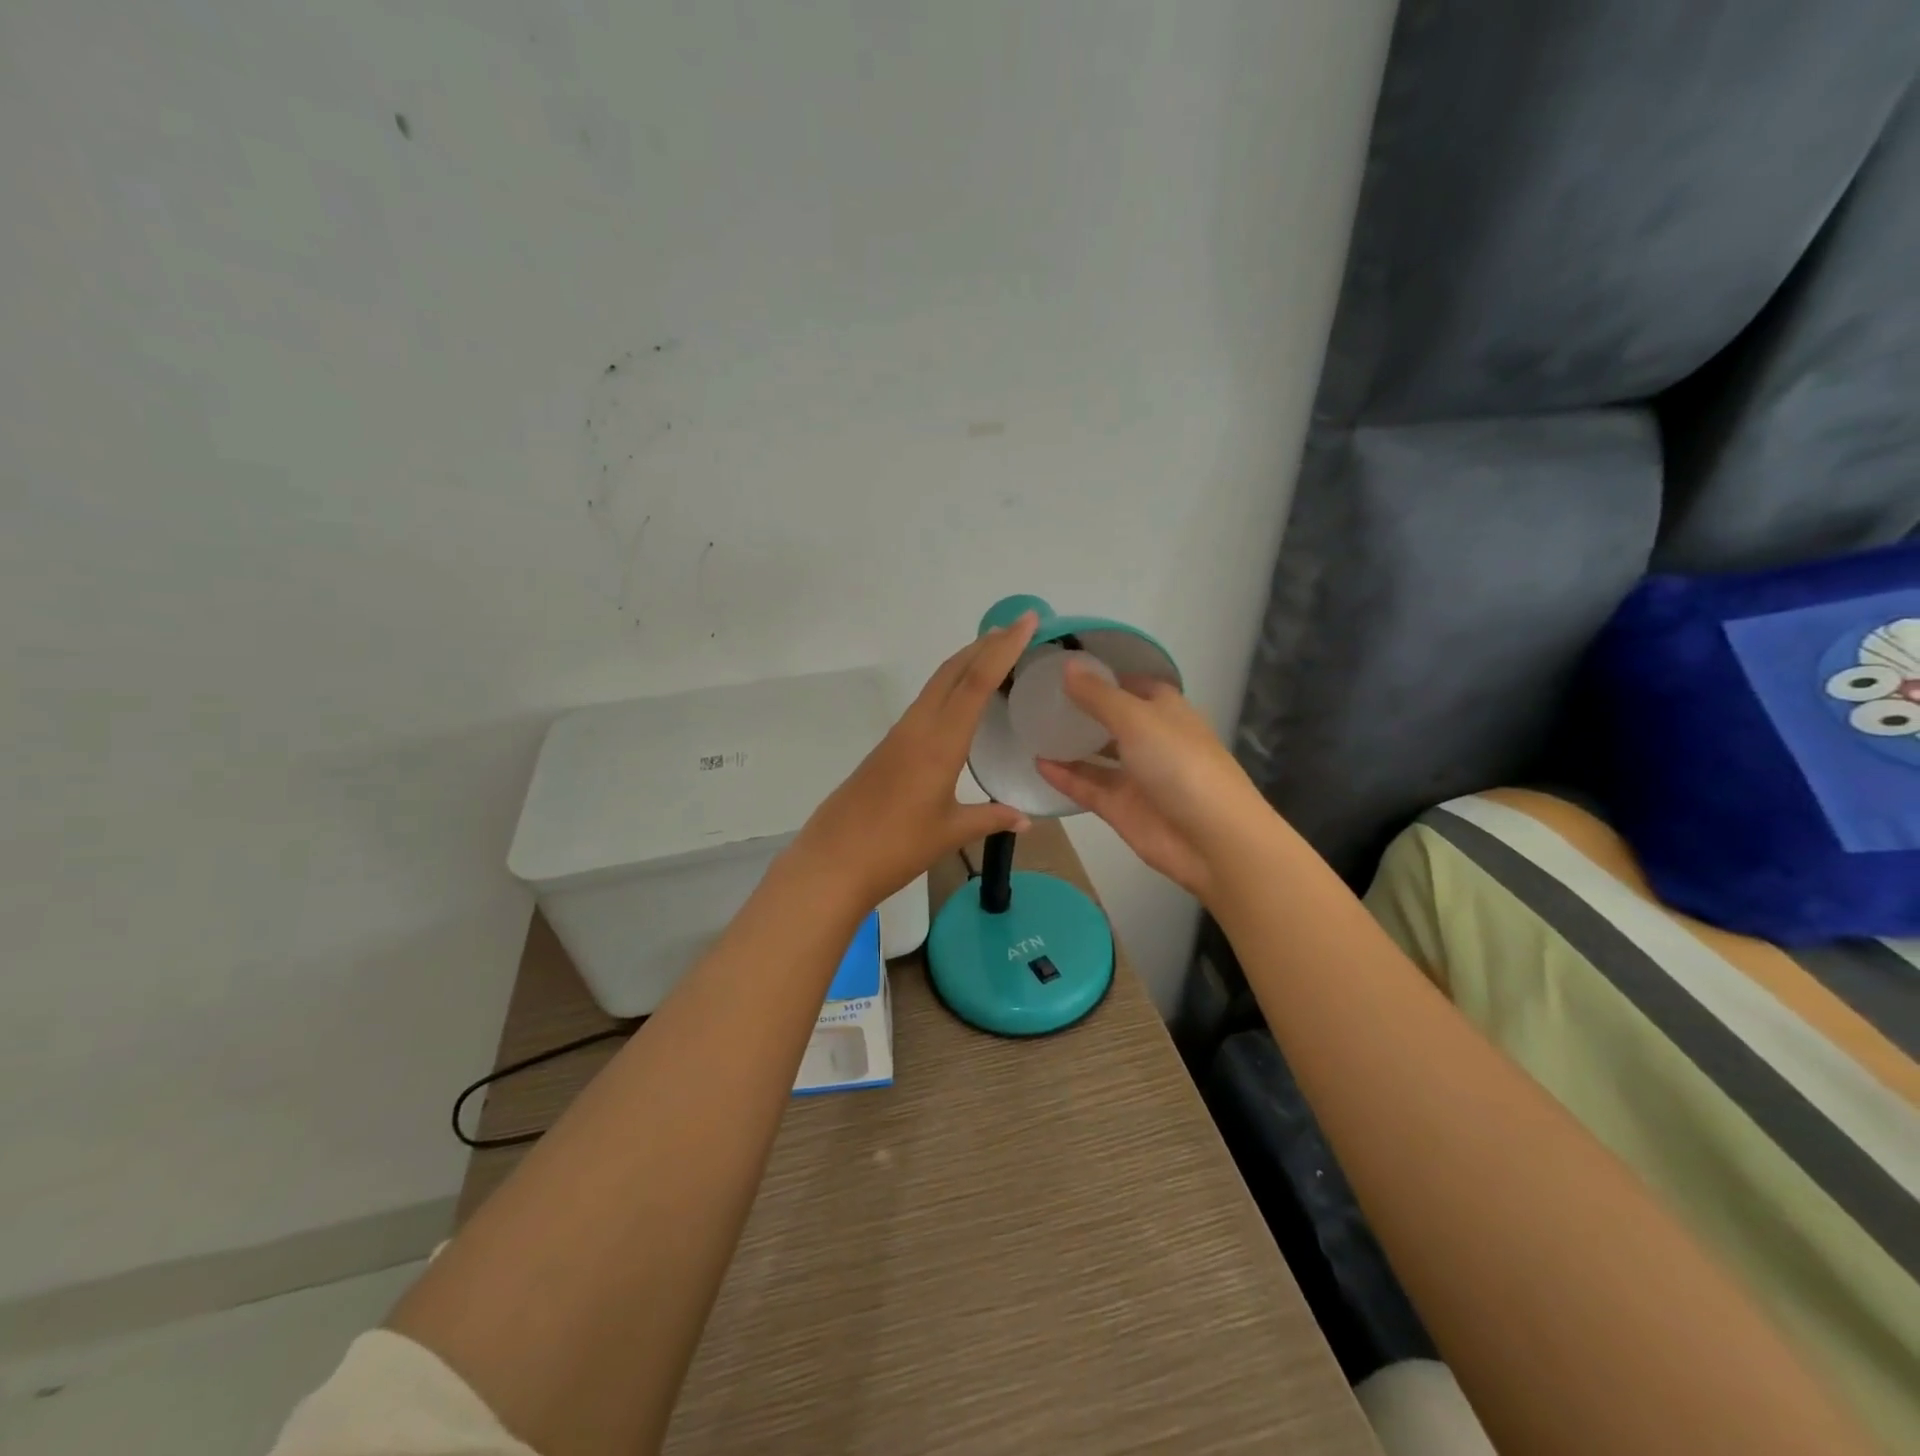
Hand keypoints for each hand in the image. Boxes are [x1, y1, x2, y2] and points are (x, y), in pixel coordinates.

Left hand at [791, 613, 1039, 911]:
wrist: (832, 862)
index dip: (1003, 649)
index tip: (1027, 621)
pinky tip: (960, 701)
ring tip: (995, 654)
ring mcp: (898, 736)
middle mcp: (917, 729)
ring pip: (936, 685)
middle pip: (952, 672)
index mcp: (939, 744)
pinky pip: (925, 704)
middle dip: (985, 645)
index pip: (976, 683)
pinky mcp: (887, 748)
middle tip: (1018, 628)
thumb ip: (989, 819)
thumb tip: (1025, 819)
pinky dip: (949, 688)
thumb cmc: (895, 848)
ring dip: (965, 663)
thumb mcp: (949, 833)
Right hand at [1035, 664, 1270, 901]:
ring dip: (1070, 744)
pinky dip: (1065, 776)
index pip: (1133, 685)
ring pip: (1097, 755)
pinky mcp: (1121, 808)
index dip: (1104, 676)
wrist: (1212, 839)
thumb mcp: (1137, 719)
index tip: (1066, 668)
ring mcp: (1136, 776)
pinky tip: (1037, 762)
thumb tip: (1067, 664)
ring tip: (1031, 728)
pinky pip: (1087, 786)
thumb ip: (1098, 696)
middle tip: (1039, 697)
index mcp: (1166, 710)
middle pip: (1112, 719)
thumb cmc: (1180, 764)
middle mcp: (1151, 739)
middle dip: (1082, 709)